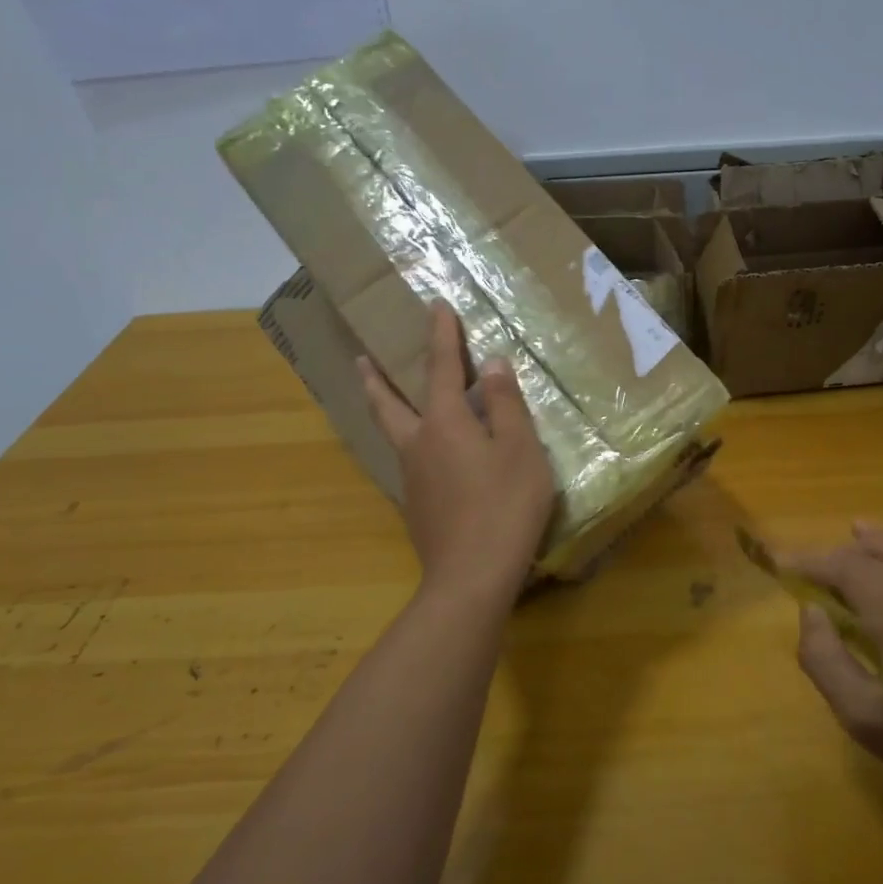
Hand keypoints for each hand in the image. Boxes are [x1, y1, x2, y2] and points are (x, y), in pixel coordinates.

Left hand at [358, 302, 555, 607]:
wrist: (471, 577)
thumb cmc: (504, 506)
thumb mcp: (520, 450)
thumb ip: (507, 405)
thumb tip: (493, 364)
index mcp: (445, 423)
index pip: (441, 368)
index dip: (441, 336)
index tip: (436, 306)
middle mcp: (418, 444)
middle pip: (388, 403)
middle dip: (377, 377)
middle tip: (361, 358)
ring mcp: (412, 478)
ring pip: (394, 433)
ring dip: (386, 408)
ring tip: (388, 398)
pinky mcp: (417, 506)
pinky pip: (409, 460)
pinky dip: (409, 441)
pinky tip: (427, 454)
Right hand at [788, 523, 882, 821]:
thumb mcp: (863, 719)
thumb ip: (824, 660)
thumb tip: (811, 611)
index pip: (846, 569)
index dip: (809, 563)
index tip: (780, 565)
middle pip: (870, 554)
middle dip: (832, 559)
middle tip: (805, 578)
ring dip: (861, 548)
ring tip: (835, 557)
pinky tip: (880, 549)